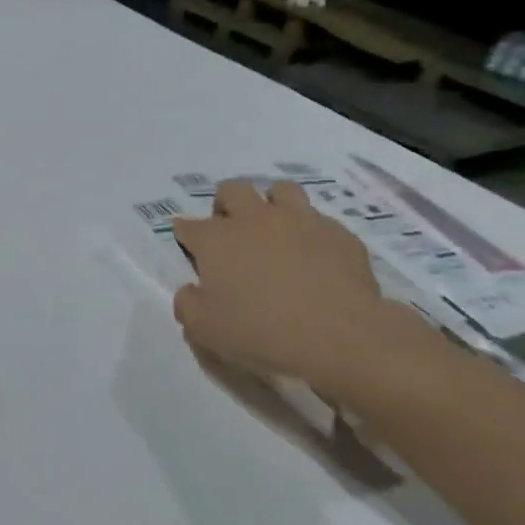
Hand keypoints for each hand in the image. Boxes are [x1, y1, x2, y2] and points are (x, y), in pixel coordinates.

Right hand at [172, 178, 443, 398]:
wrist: (339, 335)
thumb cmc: (261, 331)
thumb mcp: (206, 330)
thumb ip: (188, 305)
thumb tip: (189, 291)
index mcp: (216, 240)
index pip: (187, 225)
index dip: (184, 234)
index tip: (188, 247)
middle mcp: (254, 219)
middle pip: (232, 190)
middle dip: (225, 205)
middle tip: (231, 232)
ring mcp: (299, 220)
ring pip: (280, 190)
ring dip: (271, 203)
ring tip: (275, 230)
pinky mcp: (337, 233)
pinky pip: (319, 219)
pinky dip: (311, 232)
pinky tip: (315, 256)